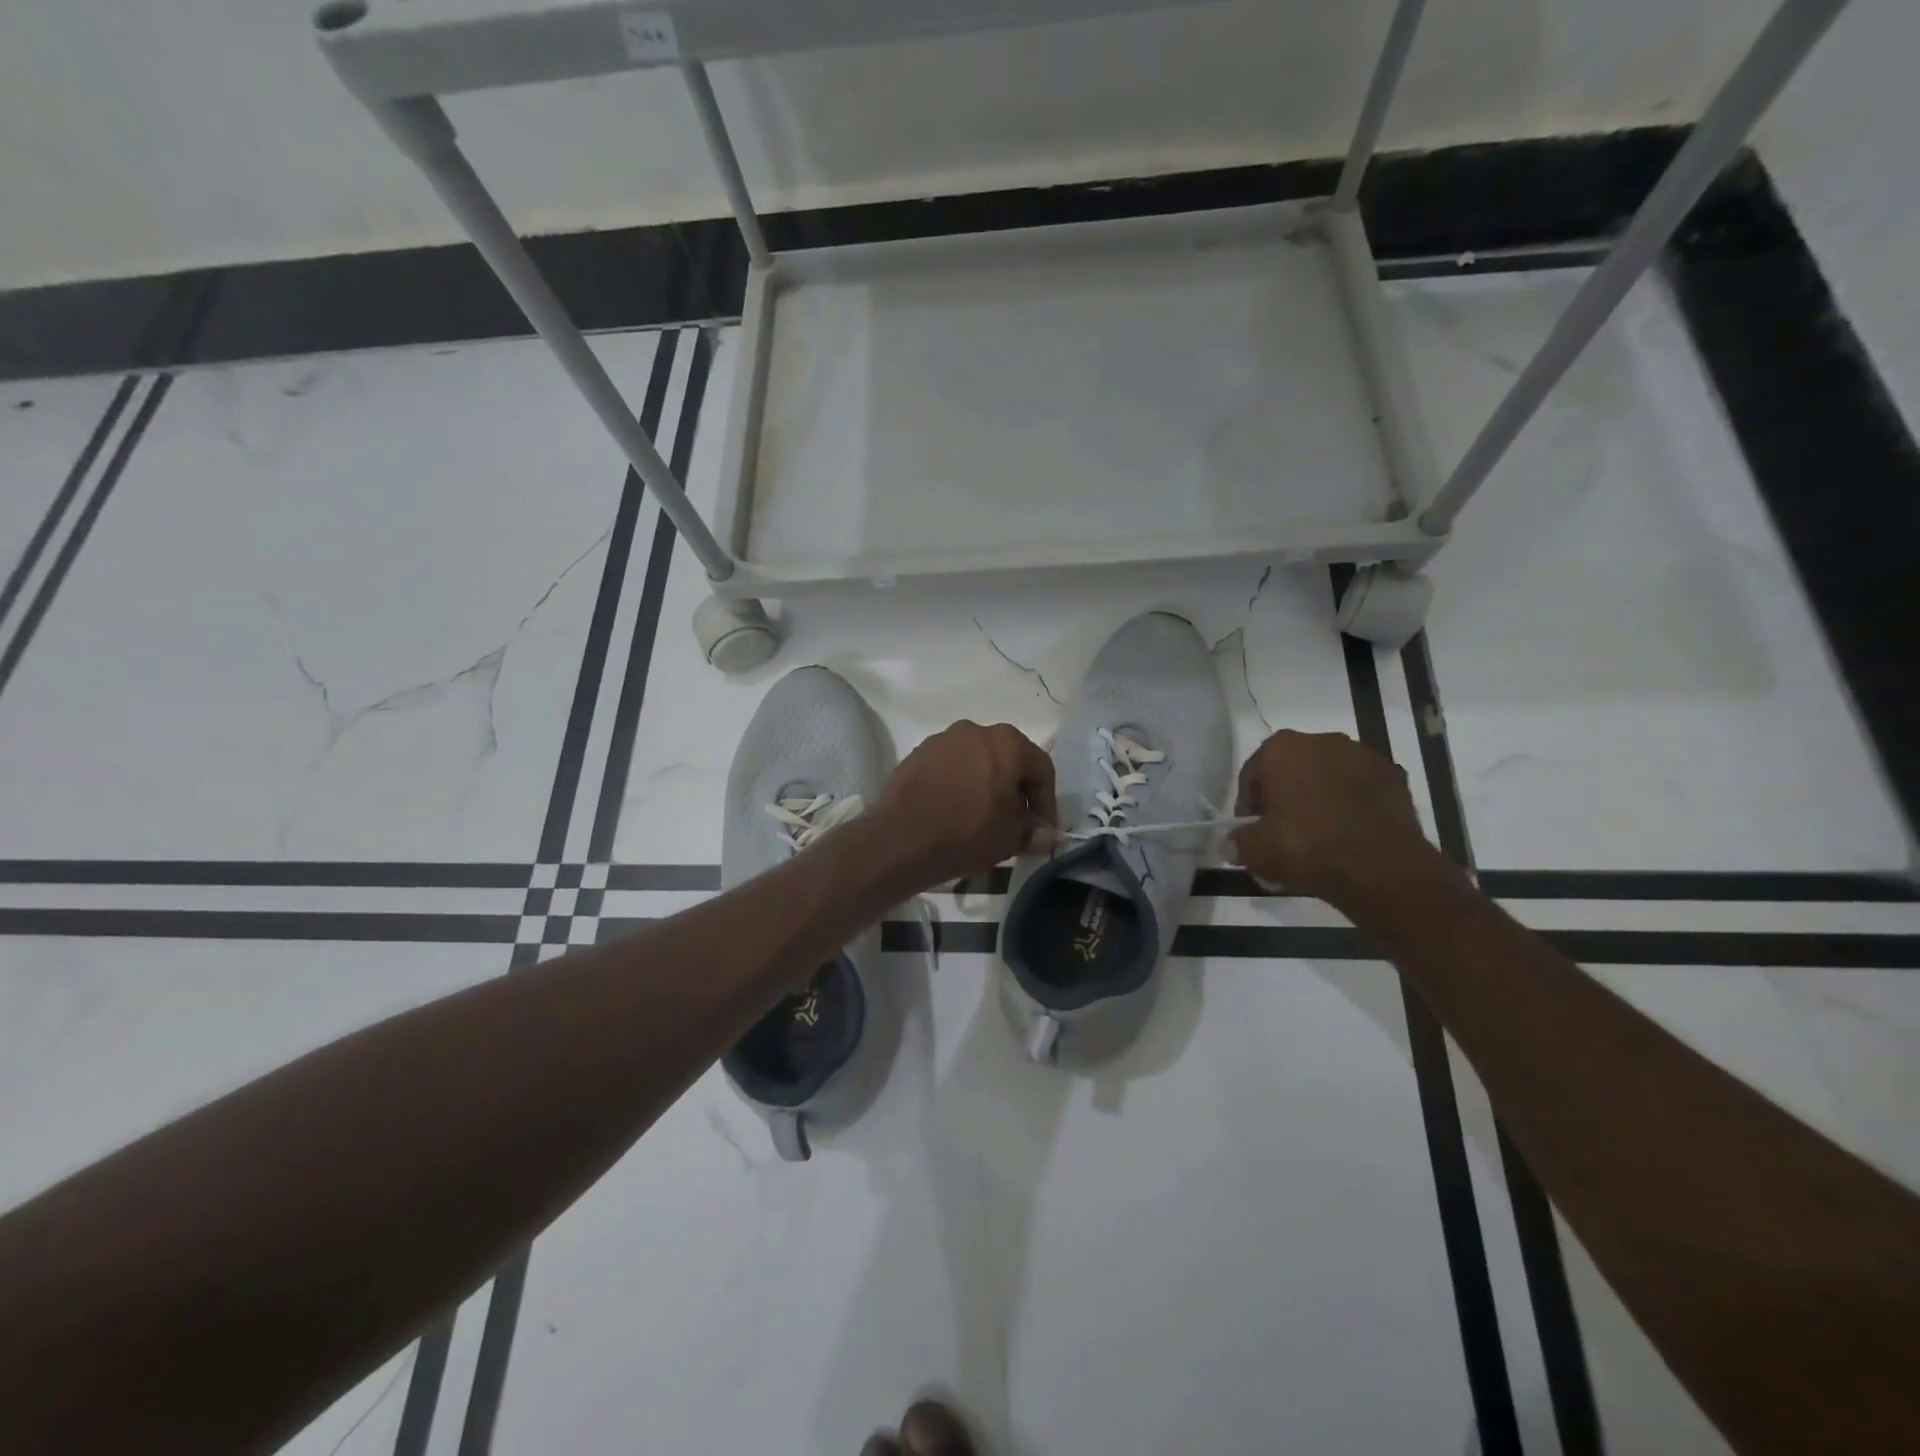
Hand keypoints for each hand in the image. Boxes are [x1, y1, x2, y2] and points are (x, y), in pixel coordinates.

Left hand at [873, 721, 1056, 890]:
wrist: (900, 838)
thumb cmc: (967, 833)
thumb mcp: (1010, 838)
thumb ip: (1033, 832)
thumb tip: (1046, 834)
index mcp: (1007, 742)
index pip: (1041, 769)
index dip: (1047, 803)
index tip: (1043, 830)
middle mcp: (976, 730)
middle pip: (1008, 759)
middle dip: (1016, 790)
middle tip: (1016, 822)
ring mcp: (942, 739)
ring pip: (977, 761)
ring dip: (986, 784)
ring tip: (983, 816)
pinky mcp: (917, 753)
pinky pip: (950, 767)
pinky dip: (959, 784)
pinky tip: (954, 810)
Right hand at [1229, 730, 1433, 906]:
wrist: (1381, 867)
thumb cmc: (1306, 847)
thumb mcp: (1255, 851)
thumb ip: (1237, 842)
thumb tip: (1230, 844)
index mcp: (1282, 748)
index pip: (1253, 774)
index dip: (1249, 805)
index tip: (1253, 831)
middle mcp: (1322, 740)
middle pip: (1292, 770)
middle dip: (1286, 796)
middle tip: (1283, 834)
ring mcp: (1363, 755)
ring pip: (1329, 776)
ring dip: (1320, 798)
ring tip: (1320, 837)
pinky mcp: (1395, 776)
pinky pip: (1361, 789)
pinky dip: (1353, 805)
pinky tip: (1350, 835)